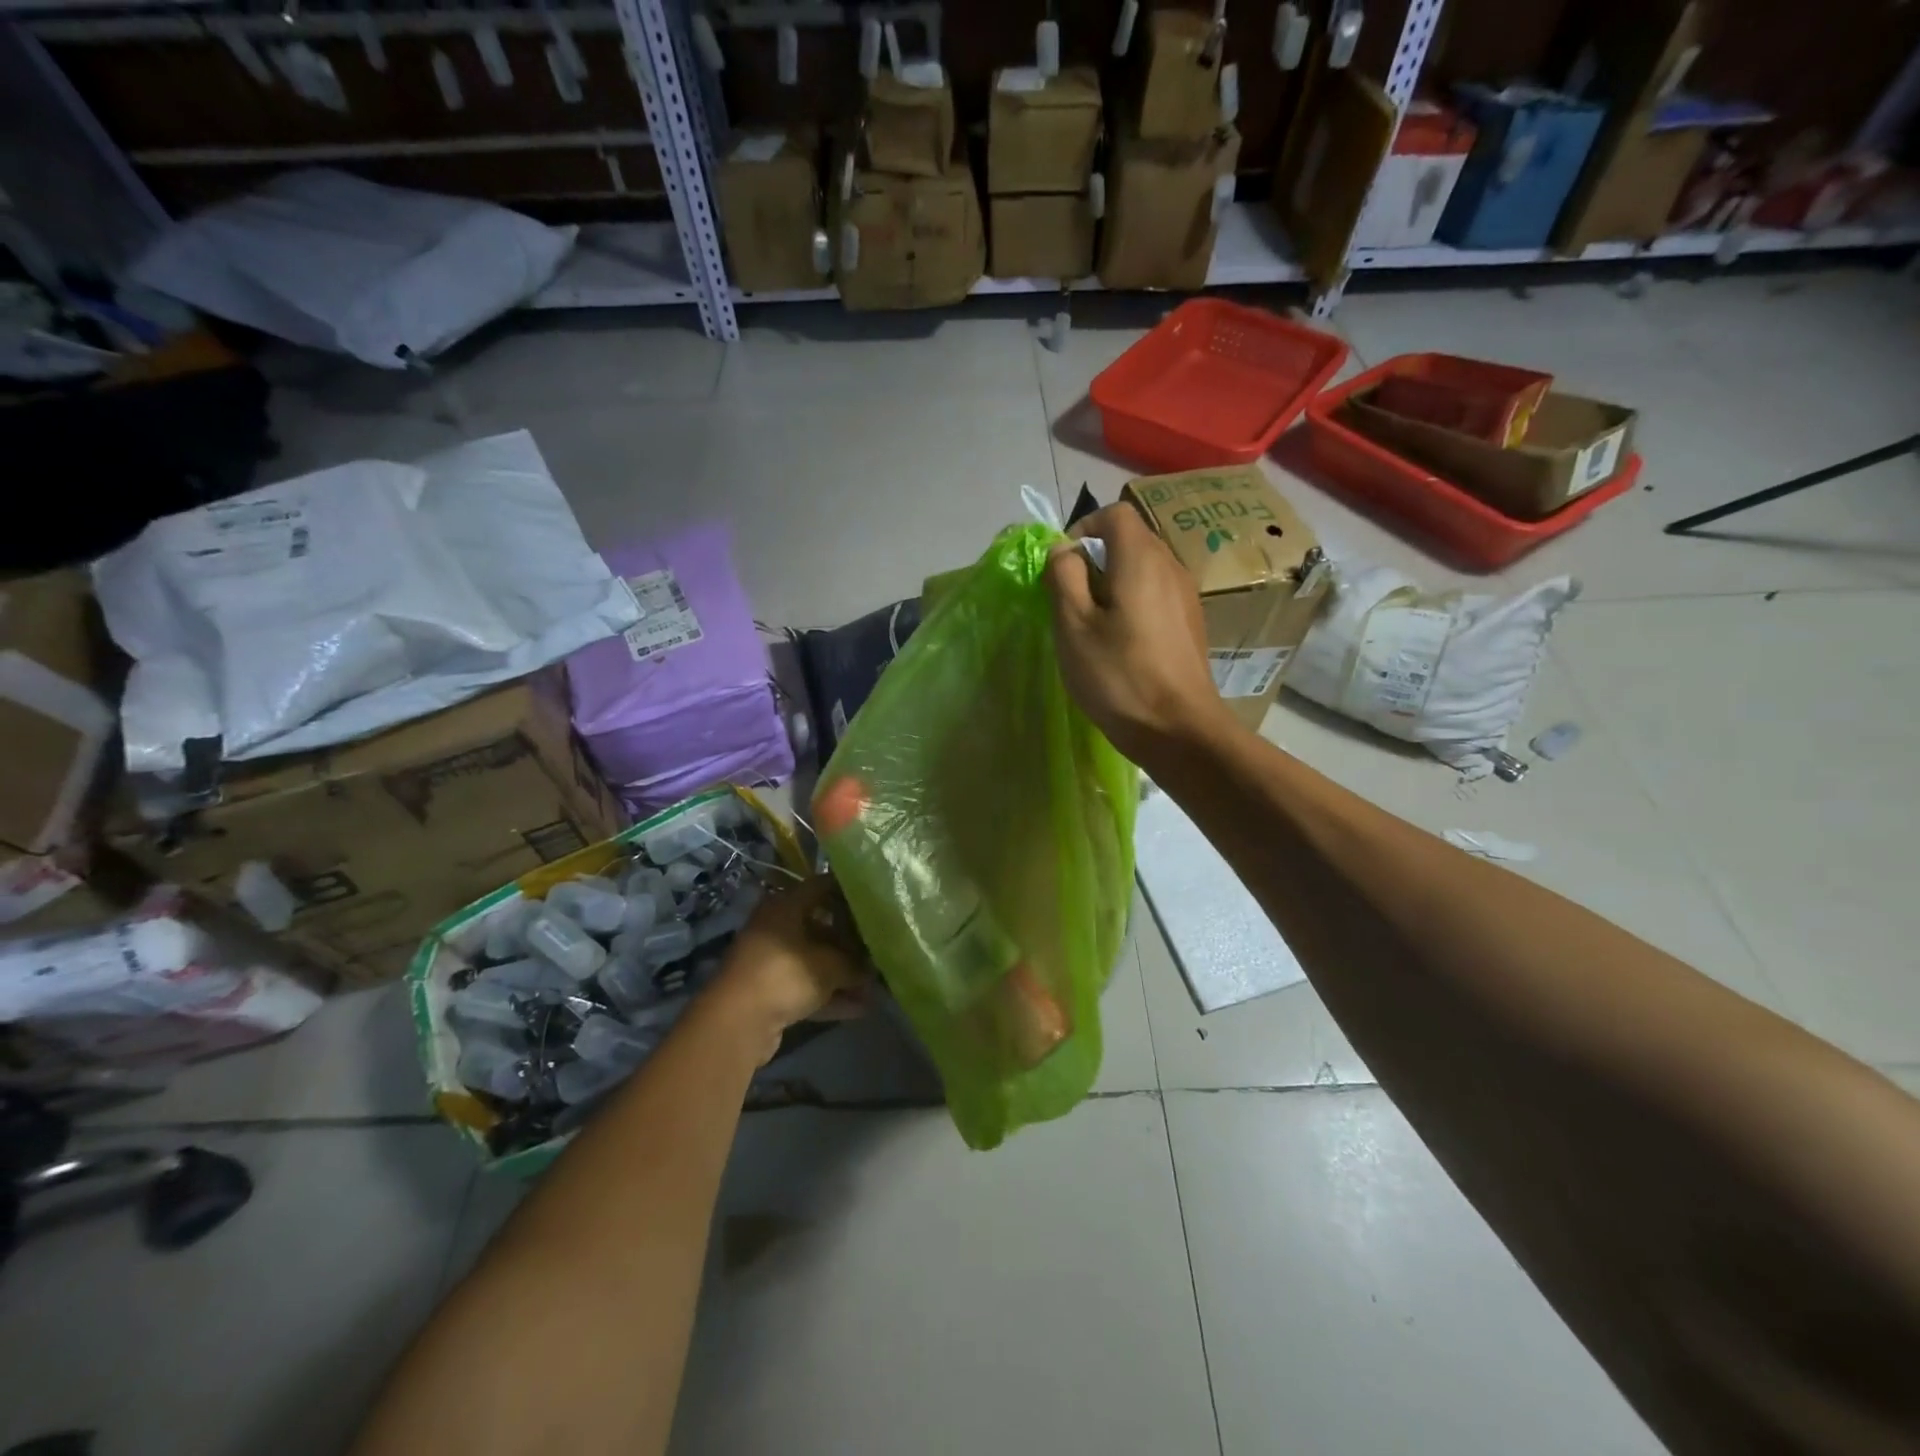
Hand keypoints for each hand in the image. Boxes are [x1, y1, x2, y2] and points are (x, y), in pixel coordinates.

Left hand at [710, 874, 868, 1064]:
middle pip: (821, 926)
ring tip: (875, 984)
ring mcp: (772, 960)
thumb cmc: (786, 974)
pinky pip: (807, 986)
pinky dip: (830, 995)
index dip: (849, 891)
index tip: (875, 900)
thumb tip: (872, 967)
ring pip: (815, 960)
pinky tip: (860, 1008)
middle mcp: (777, 926)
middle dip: (850, 941)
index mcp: (786, 906)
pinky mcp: (770, 991)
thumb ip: (855, 963)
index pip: (822, 886)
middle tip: (879, 947)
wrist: (738, 1022)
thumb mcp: (830, 965)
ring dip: (843, 974)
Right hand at [1044, 504, 1235, 766]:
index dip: (1083, 528)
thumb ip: (1063, 577)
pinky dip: (1134, 603)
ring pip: (1144, 569)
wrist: (1179, 729)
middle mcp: (1171, 566)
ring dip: (1114, 584)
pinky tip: (1122, 643)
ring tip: (1094, 625)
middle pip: (1131, 540)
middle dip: (1096, 559)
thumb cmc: (1118, 675)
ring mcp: (1187, 596)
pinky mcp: (1192, 623)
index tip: (1062, 565)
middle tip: (1072, 600)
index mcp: (1141, 559)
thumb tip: (1062, 549)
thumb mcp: (1073, 625)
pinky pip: (1157, 594)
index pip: (1115, 513)